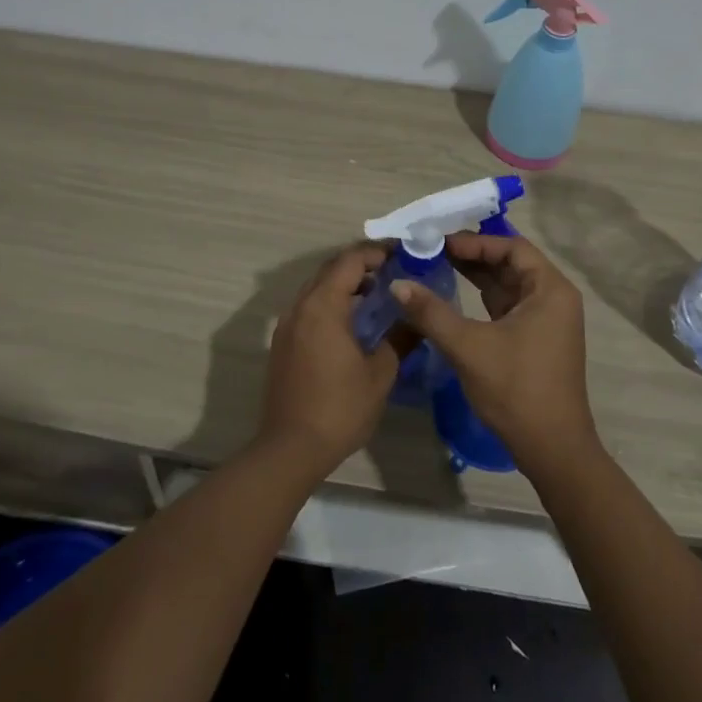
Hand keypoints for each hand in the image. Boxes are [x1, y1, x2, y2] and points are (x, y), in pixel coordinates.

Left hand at [258, 244, 402, 479]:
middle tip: (393, 269)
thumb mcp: (380, 374)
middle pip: (331, 269)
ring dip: (345, 283)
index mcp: (323, 306)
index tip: (403, 253)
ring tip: (377, 292)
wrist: (290, 448)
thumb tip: (418, 318)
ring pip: (317, 287)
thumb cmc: (339, 408)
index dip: (377, 252)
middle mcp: (301, 306)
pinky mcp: (283, 342)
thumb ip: (400, 338)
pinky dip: (331, 301)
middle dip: (361, 264)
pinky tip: (352, 320)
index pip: (350, 261)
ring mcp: (287, 324)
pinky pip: (309, 306)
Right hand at [389, 232, 600, 480]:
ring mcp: (545, 320)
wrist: (552, 449)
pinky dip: (480, 297)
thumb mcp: (469, 347)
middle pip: (510, 263)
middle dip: (471, 255)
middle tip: (431, 250)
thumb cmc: (516, 390)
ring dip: (474, 275)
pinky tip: (452, 294)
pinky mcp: (534, 339)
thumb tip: (397, 284)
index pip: (512, 247)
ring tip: (434, 264)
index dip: (475, 242)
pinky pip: (505, 306)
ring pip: (506, 285)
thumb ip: (431, 312)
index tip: (439, 242)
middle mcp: (553, 298)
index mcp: (550, 290)